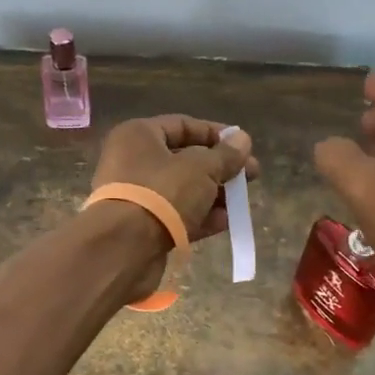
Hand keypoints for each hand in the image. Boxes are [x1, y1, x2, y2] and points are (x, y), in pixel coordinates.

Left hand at [91, 116, 257, 297]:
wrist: (124, 248)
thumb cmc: (162, 193)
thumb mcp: (202, 169)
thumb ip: (225, 155)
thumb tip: (243, 139)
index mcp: (139, 136)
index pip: (183, 125)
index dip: (216, 134)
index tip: (244, 146)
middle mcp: (133, 161)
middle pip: (185, 159)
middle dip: (220, 169)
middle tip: (251, 177)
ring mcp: (136, 196)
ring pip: (182, 190)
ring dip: (213, 195)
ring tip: (241, 202)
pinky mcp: (141, 227)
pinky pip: (175, 215)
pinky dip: (200, 217)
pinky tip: (225, 222)